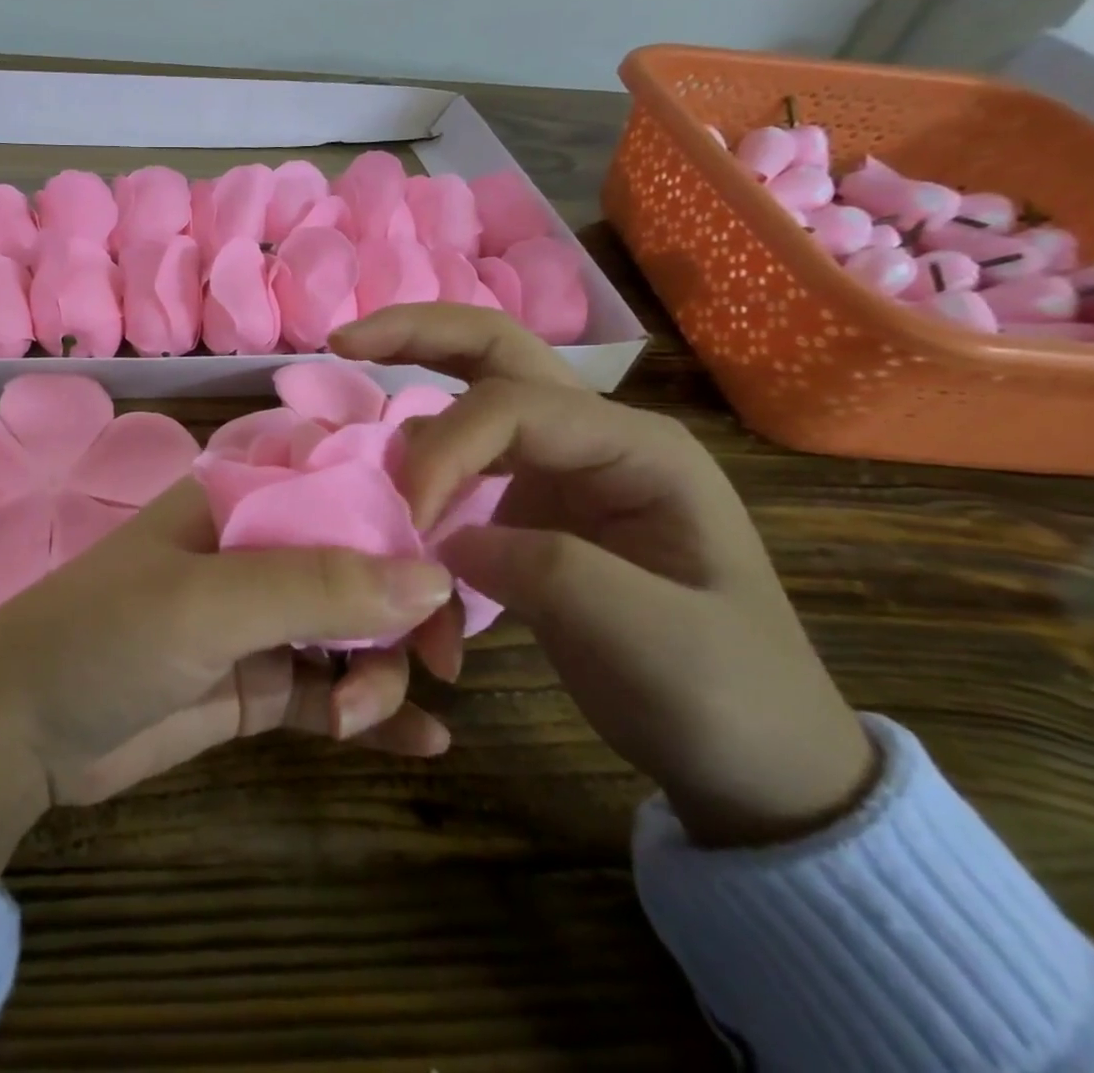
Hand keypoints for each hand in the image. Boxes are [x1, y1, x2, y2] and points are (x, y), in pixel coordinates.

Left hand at [0, 480, 461, 878]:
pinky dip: (375, 715)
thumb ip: (317, 586)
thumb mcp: (209, 602)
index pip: (338, 481)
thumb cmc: (106, 636)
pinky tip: (425, 747)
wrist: (23, 731)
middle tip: (438, 659)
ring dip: (379, 671)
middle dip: (404, 605)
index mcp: (239, 502)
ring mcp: (258, 620)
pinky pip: (331, 691)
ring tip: (358, 717)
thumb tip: (432, 577)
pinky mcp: (257, 685)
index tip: (455, 552)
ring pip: (353, 631)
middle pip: (359, 560)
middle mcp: (256, 550)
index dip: (401, 507)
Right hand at [333, 305, 878, 847]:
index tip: (407, 523)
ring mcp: (557, 470)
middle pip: (494, 352)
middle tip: (341, 342)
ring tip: (361, 465)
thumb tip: (440, 540)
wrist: (752, 757)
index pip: (513, 407)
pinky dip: (419, 491)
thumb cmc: (725, 695)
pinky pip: (456, 472)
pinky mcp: (526, 507)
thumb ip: (544, 570)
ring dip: (410, 430)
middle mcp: (592, 439)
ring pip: (465, 404)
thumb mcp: (650, 638)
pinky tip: (400, 529)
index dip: (443, 451)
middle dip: (414, 336)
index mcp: (637, 448)